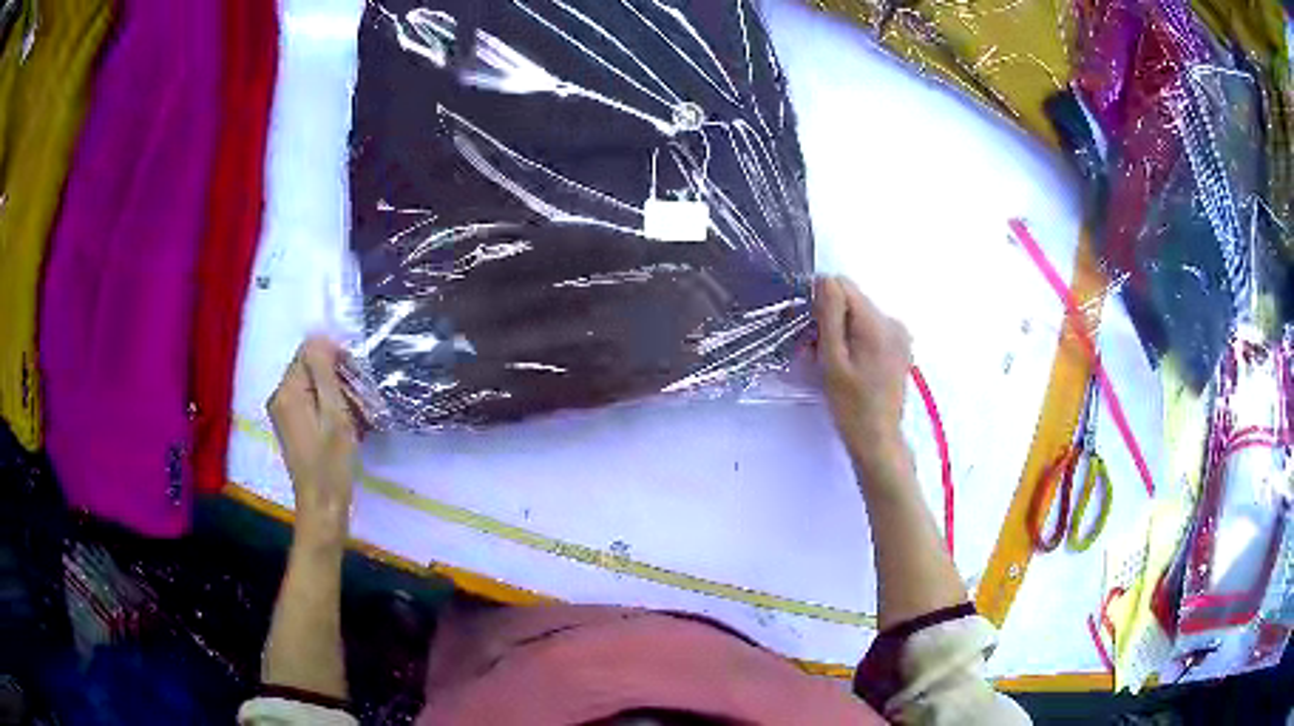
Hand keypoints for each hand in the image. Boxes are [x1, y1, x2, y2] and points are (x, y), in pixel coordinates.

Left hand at [268, 336, 360, 538]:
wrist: (322, 506)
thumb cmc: (332, 463)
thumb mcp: (334, 413)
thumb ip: (324, 372)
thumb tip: (318, 336)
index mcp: (287, 391)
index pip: (309, 351)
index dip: (335, 358)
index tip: (357, 380)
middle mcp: (279, 396)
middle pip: (309, 366)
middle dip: (335, 376)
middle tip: (359, 400)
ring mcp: (282, 412)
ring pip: (311, 384)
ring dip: (334, 392)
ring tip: (354, 415)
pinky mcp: (290, 425)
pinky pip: (309, 400)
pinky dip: (327, 405)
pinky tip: (342, 424)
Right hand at [814, 276, 912, 478]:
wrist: (878, 439)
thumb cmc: (851, 405)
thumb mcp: (832, 360)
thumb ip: (829, 316)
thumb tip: (824, 279)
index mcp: (877, 323)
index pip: (843, 285)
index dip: (821, 302)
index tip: (810, 331)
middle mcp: (893, 321)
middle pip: (851, 300)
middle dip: (830, 319)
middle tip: (815, 351)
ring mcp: (899, 334)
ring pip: (859, 315)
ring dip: (841, 331)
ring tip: (831, 362)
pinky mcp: (899, 346)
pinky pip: (870, 329)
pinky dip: (855, 340)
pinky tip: (848, 365)